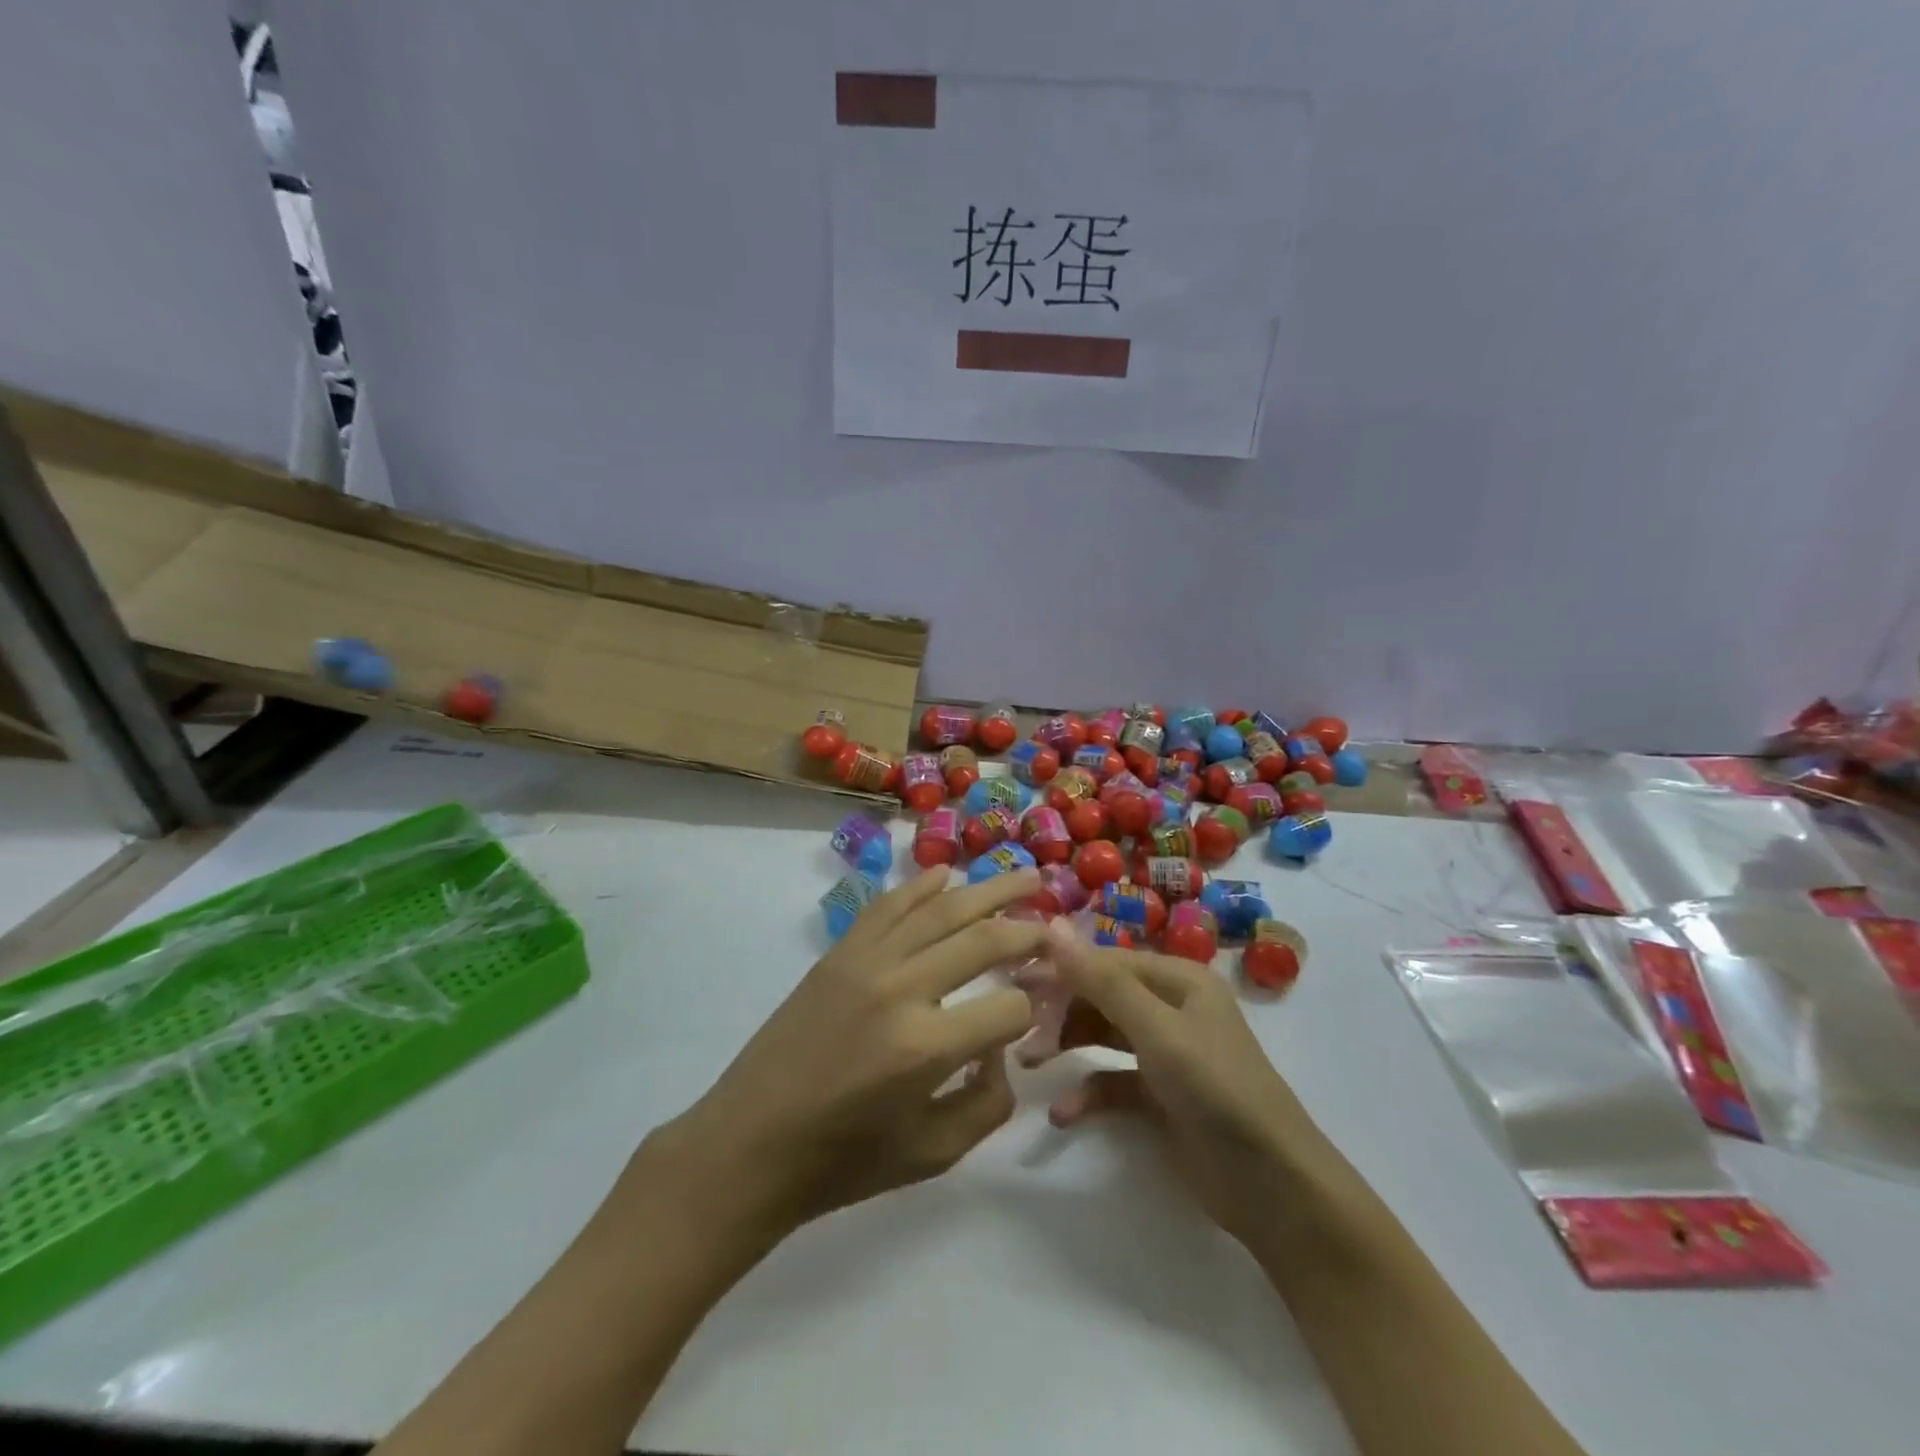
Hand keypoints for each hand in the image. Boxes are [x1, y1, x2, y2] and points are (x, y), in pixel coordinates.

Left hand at [647, 866, 1046, 1247]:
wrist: (750, 1144)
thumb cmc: (843, 1162)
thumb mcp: (933, 1154)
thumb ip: (988, 1101)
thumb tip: (1002, 1044)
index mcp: (927, 1047)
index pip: (1009, 1007)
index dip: (1034, 1007)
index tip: (1041, 1008)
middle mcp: (901, 989)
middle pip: (982, 940)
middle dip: (1027, 928)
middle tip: (1056, 918)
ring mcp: (867, 961)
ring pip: (940, 909)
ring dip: (987, 890)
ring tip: (1025, 875)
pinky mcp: (840, 953)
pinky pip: (889, 905)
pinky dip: (921, 885)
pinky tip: (948, 874)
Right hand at [1037, 919, 1325, 1251]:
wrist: (1273, 1187)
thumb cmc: (1216, 1089)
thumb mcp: (1157, 1030)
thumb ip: (1102, 981)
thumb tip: (1054, 926)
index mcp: (1178, 979)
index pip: (1106, 961)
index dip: (1061, 969)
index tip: (1014, 982)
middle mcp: (1171, 1007)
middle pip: (1102, 995)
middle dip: (1061, 1010)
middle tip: (1018, 1029)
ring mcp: (1166, 1053)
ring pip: (1103, 1034)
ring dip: (1067, 1044)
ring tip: (1029, 1062)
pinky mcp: (1160, 1097)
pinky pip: (1112, 1081)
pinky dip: (1087, 1092)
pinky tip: (1063, 1113)